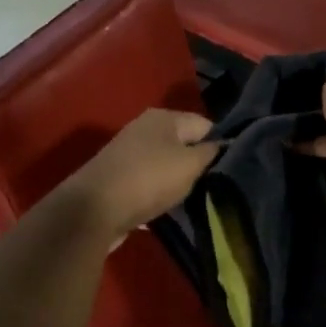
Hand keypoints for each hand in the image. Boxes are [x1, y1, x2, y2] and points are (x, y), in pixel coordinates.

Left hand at [62, 108, 216, 243]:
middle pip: (184, 143)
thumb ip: (210, 153)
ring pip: (166, 163)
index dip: (221, 145)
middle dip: (198, 163)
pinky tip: (165, 205)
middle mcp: (145, 127)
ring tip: (192, 198)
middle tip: (214, 186)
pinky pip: (149, 179)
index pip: (205, 124)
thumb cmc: (148, 179)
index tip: (231, 169)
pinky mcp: (118, 175)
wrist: (93, 209)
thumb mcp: (189, 165)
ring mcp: (129, 151)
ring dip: (178, 179)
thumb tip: (223, 144)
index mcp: (164, 117)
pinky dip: (158, 191)